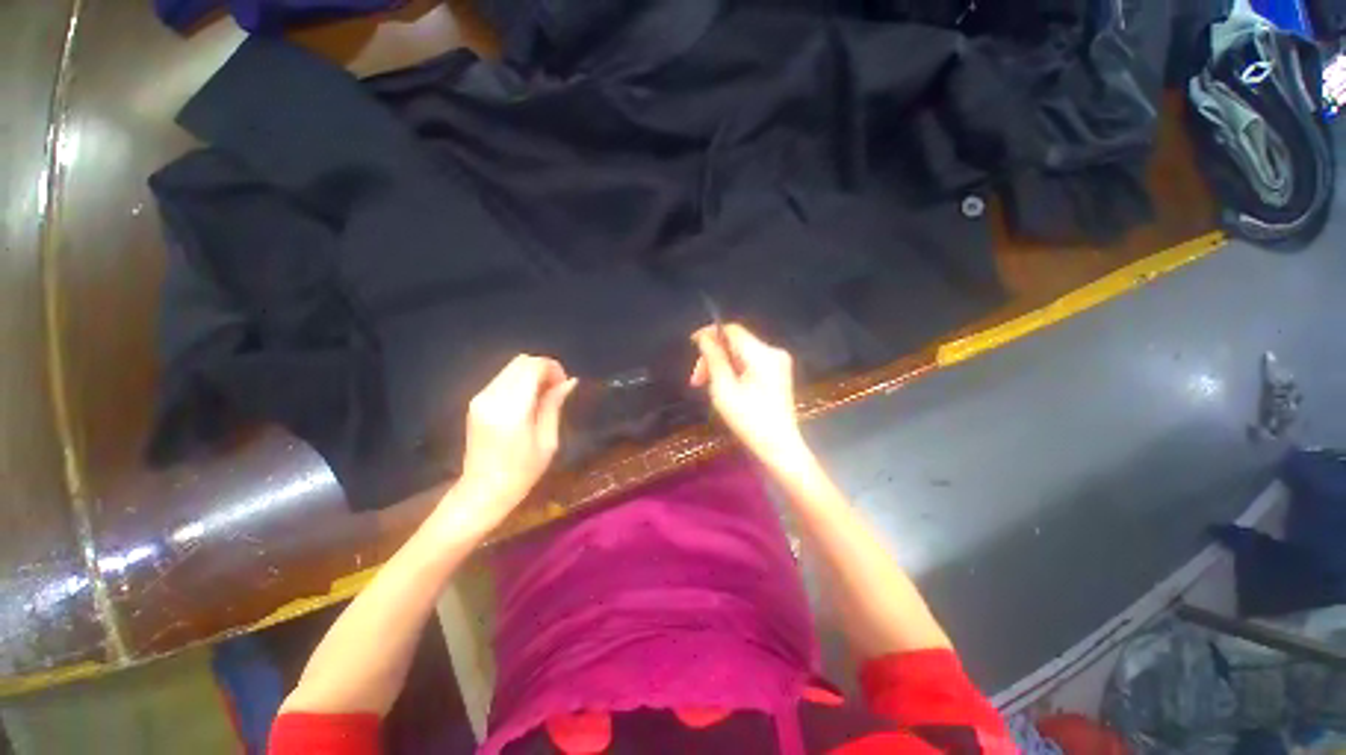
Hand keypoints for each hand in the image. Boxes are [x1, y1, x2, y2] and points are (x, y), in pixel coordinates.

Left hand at [453, 355, 576, 528]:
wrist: (483, 491)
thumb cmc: (522, 472)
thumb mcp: (547, 441)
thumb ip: (554, 405)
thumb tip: (569, 381)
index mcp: (512, 408)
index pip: (532, 367)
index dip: (553, 368)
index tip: (564, 385)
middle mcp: (492, 397)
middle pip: (521, 362)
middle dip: (544, 369)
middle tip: (557, 389)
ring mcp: (480, 398)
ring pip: (511, 368)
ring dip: (532, 374)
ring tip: (544, 396)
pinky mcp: (476, 402)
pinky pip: (502, 379)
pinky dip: (520, 381)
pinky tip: (528, 401)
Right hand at [690, 324, 809, 469]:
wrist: (778, 447)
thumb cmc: (749, 420)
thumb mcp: (724, 389)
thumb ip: (713, 359)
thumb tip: (704, 337)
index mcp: (762, 354)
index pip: (732, 330)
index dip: (710, 333)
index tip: (692, 344)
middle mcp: (774, 352)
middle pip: (736, 342)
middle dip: (714, 356)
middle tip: (696, 379)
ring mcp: (778, 363)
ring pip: (741, 353)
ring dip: (721, 365)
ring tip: (706, 386)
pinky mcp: (777, 374)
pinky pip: (750, 363)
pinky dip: (734, 371)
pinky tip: (725, 387)